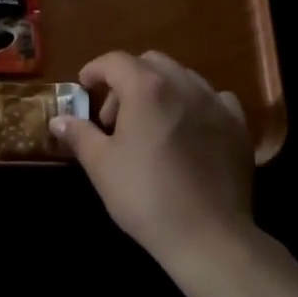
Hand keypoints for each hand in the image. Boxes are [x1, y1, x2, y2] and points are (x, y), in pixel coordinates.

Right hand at [51, 51, 254, 273]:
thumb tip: (59, 120)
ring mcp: (215, 103)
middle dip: (128, 79)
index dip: (95, 70)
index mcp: (146, 88)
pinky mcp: (238, 126)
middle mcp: (183, 84)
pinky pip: (215, 99)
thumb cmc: (145, 195)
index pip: (115, 61)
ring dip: (161, 89)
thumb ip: (79, 134)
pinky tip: (191, 129)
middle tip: (115, 116)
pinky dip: (196, 104)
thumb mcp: (101, 165)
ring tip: (152, 124)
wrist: (207, 235)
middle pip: (150, 62)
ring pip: (183, 77)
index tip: (84, 88)